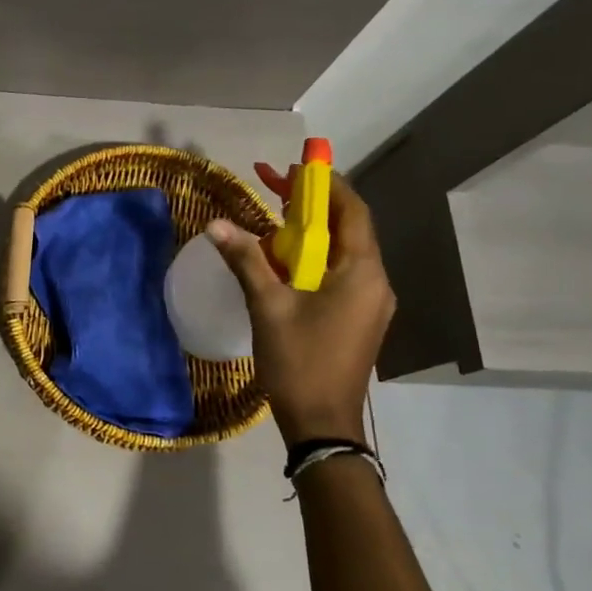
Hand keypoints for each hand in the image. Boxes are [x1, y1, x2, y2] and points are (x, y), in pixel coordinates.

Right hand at [206, 174, 395, 446]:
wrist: (323, 423)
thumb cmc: (299, 361)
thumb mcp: (268, 306)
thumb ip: (246, 259)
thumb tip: (216, 224)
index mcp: (361, 272)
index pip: (352, 211)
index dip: (325, 184)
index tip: (295, 167)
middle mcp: (375, 281)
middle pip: (348, 228)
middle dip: (312, 205)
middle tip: (275, 186)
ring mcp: (370, 302)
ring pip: (342, 252)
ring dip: (311, 231)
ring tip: (274, 217)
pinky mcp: (359, 318)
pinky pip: (339, 273)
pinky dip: (314, 256)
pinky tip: (284, 259)